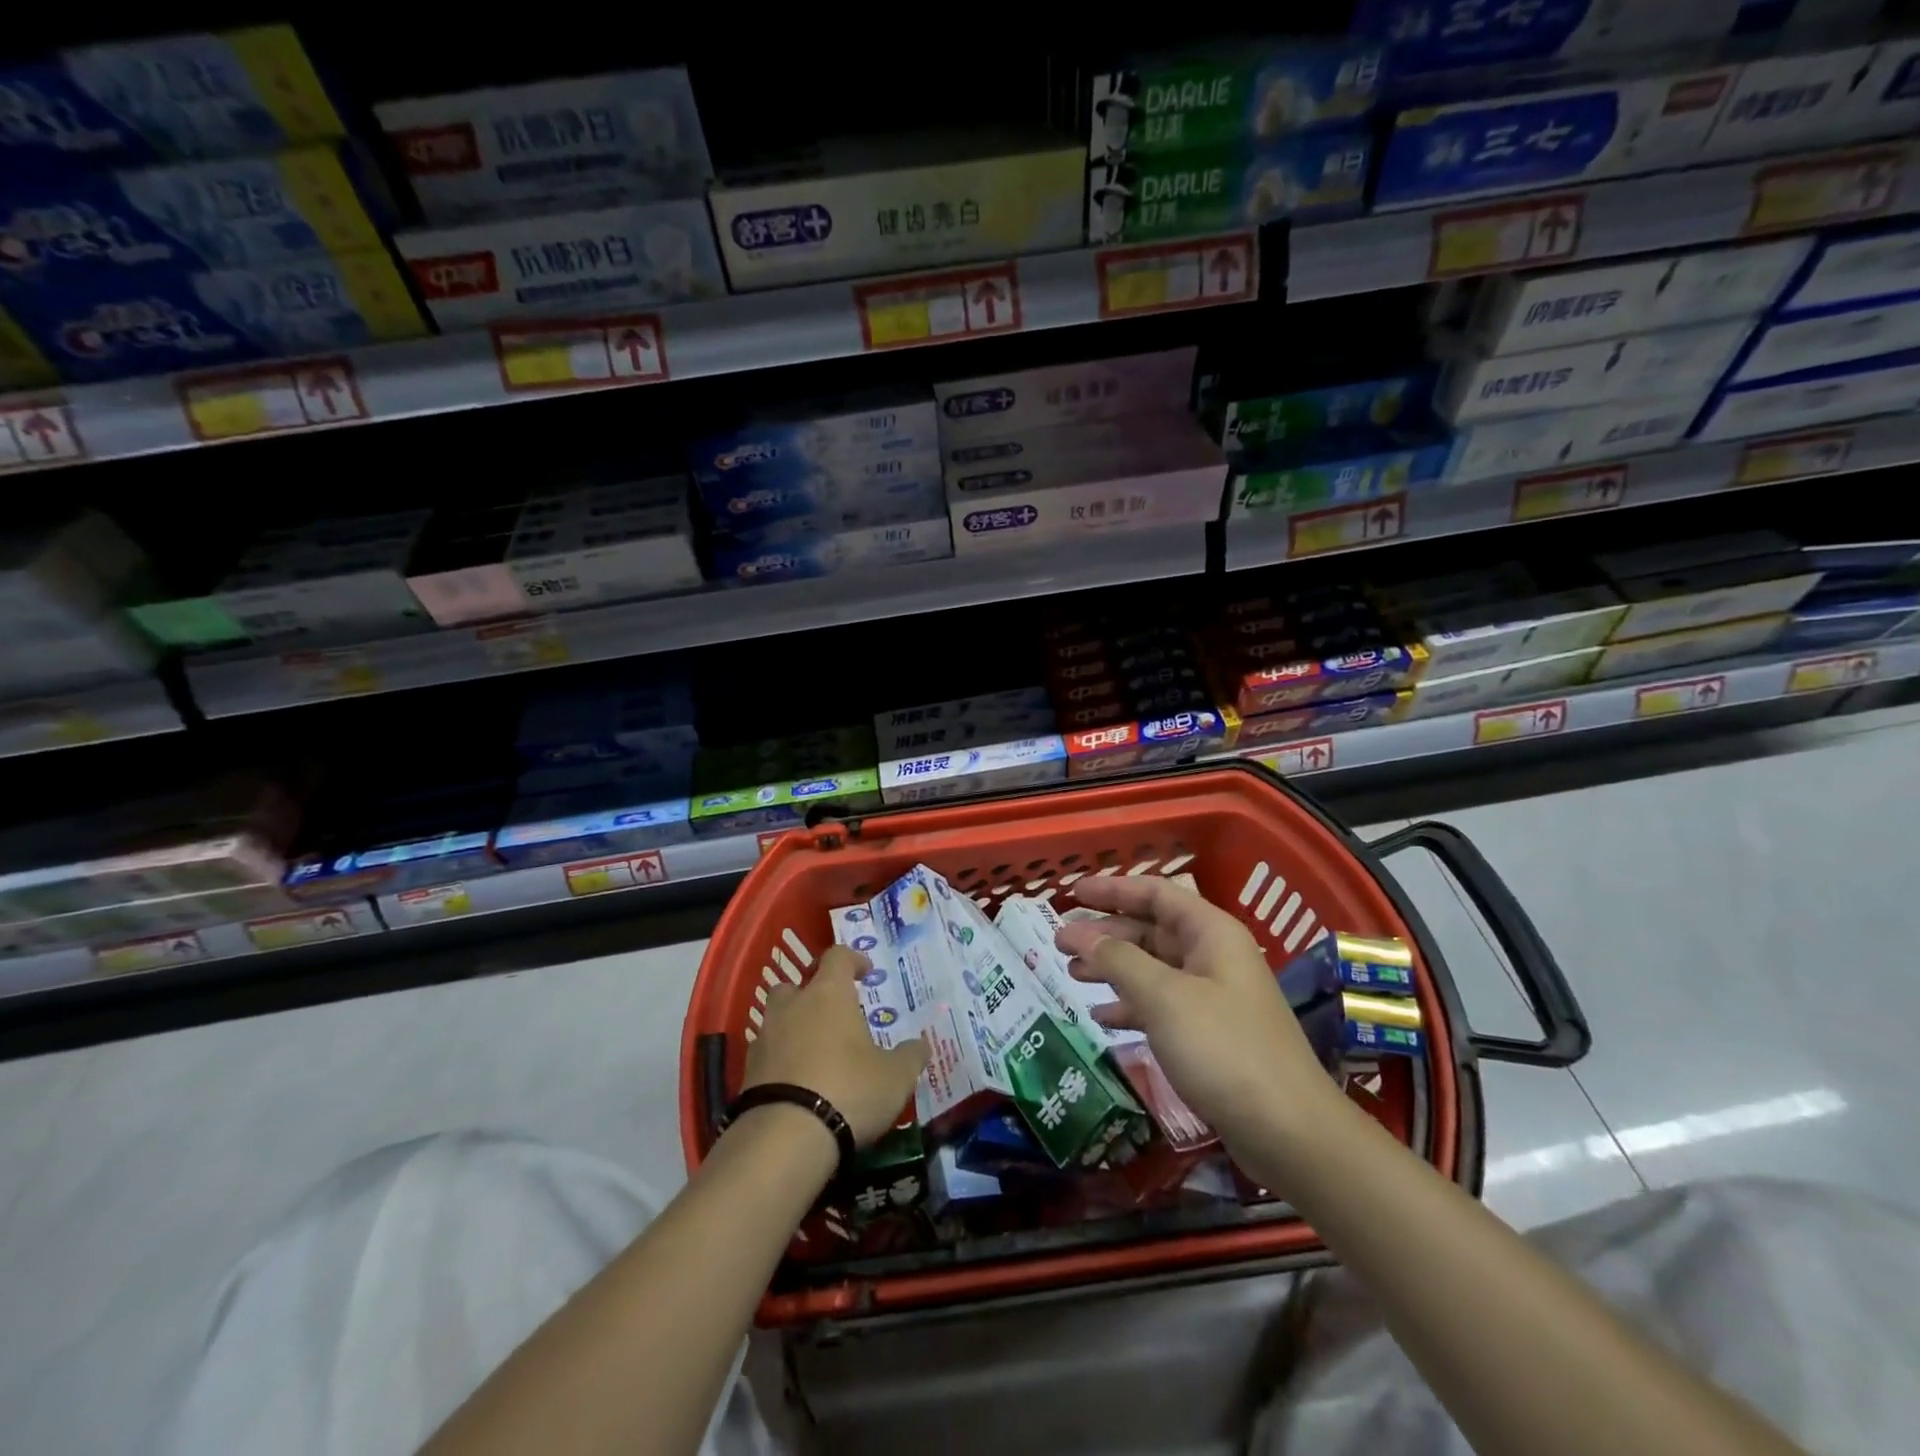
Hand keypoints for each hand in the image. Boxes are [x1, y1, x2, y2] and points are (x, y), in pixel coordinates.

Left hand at [740, 945, 930, 1146]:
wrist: (784, 1139)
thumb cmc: (849, 1090)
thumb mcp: (895, 1077)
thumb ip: (910, 1057)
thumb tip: (921, 1045)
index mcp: (828, 994)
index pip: (837, 957)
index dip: (853, 959)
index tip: (865, 971)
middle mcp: (792, 1007)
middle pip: (795, 985)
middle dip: (811, 994)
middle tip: (833, 1015)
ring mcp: (764, 1039)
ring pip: (776, 1020)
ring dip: (793, 1029)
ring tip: (815, 1054)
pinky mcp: (747, 1074)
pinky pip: (766, 1057)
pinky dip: (779, 1063)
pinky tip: (796, 1085)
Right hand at [1054, 877, 1344, 1162]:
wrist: (1289, 1131)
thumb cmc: (1224, 1049)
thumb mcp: (1164, 998)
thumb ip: (1118, 960)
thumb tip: (1079, 933)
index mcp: (1211, 933)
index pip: (1156, 893)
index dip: (1113, 889)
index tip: (1073, 894)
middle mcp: (1213, 956)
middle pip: (1151, 930)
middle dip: (1106, 934)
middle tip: (1060, 944)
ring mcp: (1213, 996)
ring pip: (1153, 968)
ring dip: (1113, 968)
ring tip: (1072, 975)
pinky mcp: (1210, 1034)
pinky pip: (1161, 1005)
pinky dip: (1131, 1005)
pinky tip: (1102, 1017)